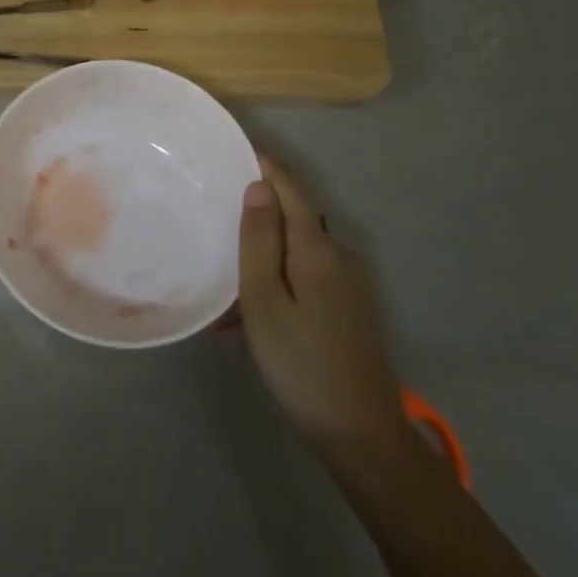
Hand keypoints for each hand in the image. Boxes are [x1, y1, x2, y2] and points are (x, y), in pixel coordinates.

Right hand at [238, 156, 415, 482]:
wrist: (361, 432)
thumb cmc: (301, 362)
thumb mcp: (265, 300)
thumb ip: (260, 241)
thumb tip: (260, 186)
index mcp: (317, 248)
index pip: (289, 189)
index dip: (266, 164)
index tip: (236, 144)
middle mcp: (338, 255)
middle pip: (294, 216)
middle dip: (258, 207)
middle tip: (216, 203)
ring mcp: (347, 283)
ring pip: (296, 250)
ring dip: (262, 251)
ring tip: (222, 269)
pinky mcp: (347, 307)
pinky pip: (303, 275)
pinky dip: (274, 279)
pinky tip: (246, 311)